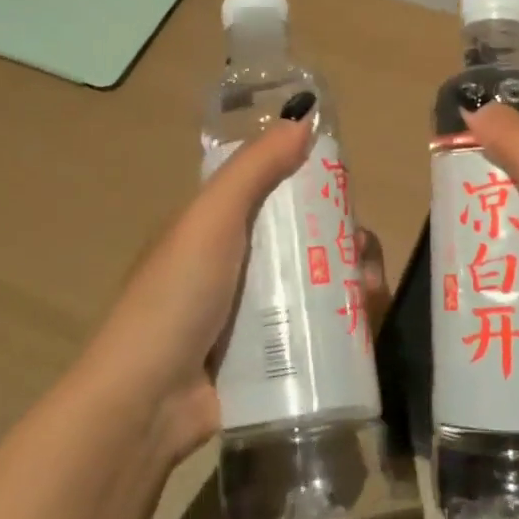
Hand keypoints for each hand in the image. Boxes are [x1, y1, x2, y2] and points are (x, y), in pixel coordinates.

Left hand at [84, 118, 389, 463]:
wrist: (146, 403)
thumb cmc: (176, 297)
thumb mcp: (211, 220)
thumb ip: (254, 168)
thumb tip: (302, 115)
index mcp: (217, 229)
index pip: (274, 195)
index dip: (312, 187)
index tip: (347, 193)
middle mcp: (236, 267)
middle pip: (303, 241)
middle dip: (342, 240)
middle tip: (364, 252)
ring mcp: (252, 316)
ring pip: (316, 285)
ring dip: (351, 281)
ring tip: (371, 290)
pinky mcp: (269, 359)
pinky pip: (315, 331)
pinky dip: (344, 324)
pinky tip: (366, 323)